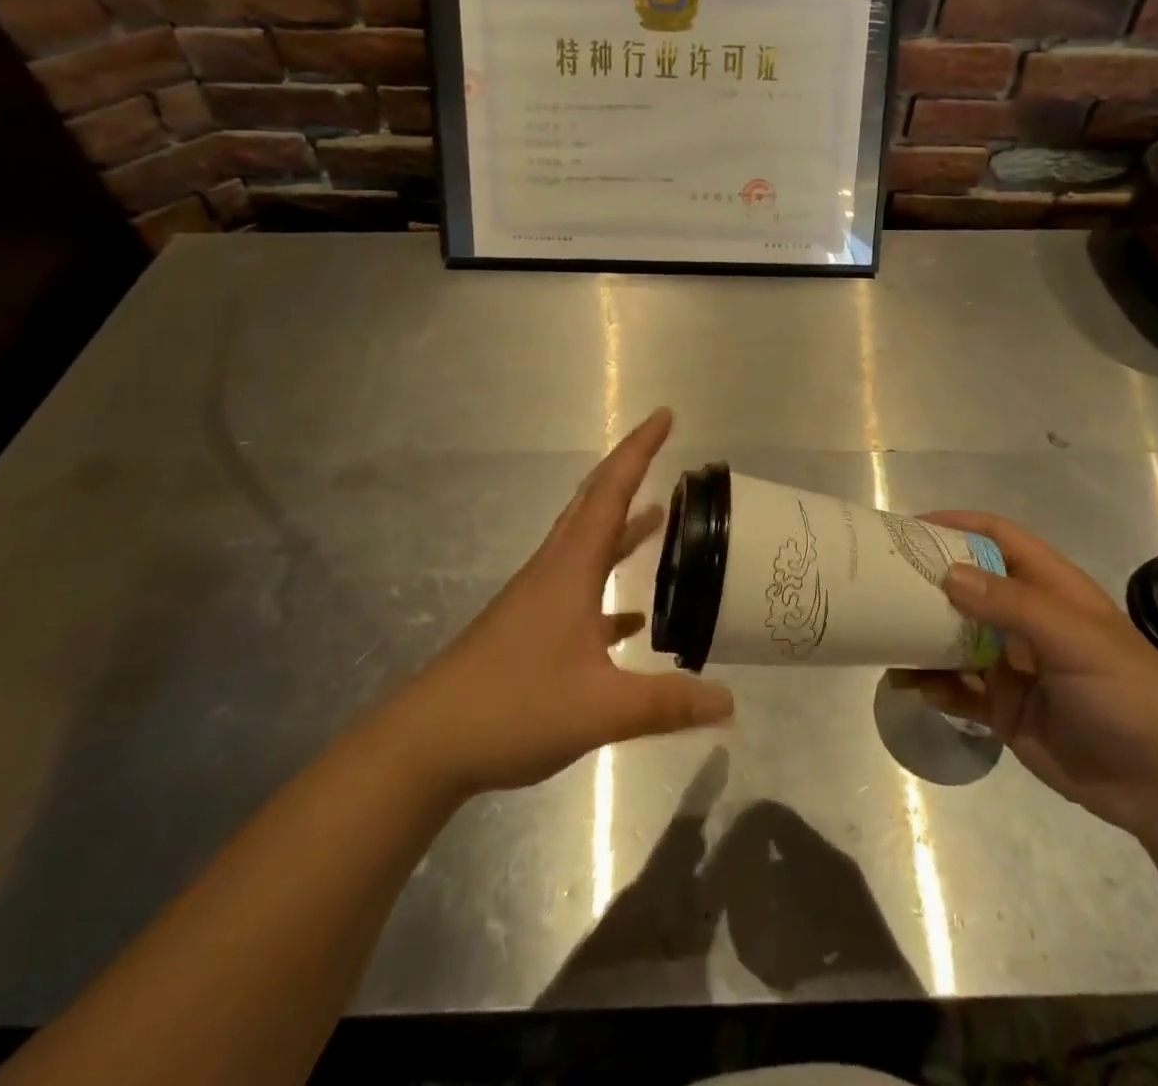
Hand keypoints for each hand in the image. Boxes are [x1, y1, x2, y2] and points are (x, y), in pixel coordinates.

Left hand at [401, 408, 732, 796]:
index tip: (665, 415)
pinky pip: (579, 591)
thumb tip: (729, 701)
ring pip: (586, 547)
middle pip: (594, 505)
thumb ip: (667, 703)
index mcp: (570, 568)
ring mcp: (538, 600)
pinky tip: (631, 617)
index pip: (611, 491)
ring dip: (621, 528)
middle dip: (629, 473)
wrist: (427, 742)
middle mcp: (554, 571)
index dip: (640, 449)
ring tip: (660, 519)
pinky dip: (608, 589)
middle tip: (664, 452)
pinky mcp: (529, 628)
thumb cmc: (513, 707)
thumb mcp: (600, 709)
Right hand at [892, 512, 1157, 834]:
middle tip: (879, 580)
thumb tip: (946, 573)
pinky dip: (933, 684)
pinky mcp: (1005, 709)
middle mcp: (1027, 620)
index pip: (999, 538)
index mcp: (1050, 589)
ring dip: (920, 636)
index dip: (958, 525)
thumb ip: (1011, 605)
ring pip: (955, 639)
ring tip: (883, 636)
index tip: (910, 528)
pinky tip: (909, 685)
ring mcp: (1013, 665)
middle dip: (927, 581)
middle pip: (968, 586)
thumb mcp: (1075, 639)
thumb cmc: (1128, 694)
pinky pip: (958, 689)